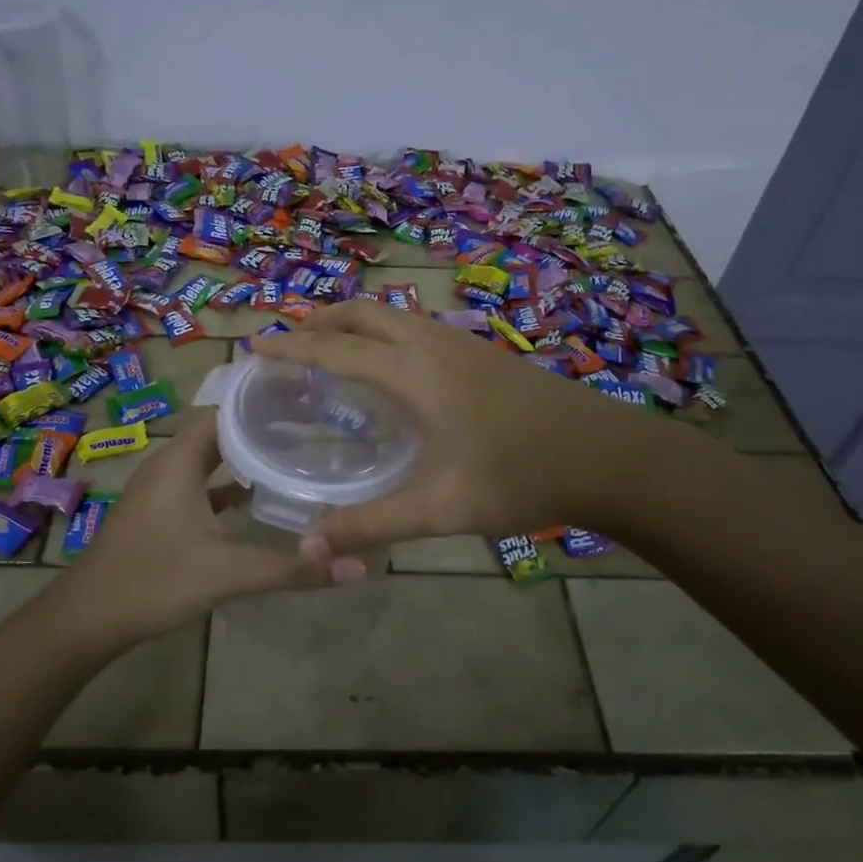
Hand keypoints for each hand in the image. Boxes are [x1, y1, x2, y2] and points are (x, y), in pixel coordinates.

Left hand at [53, 414, 366, 646]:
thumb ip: (291, 568)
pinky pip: (201, 484)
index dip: (263, 403)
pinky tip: (258, 499)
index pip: (226, 410)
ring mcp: (162, 489)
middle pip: (221, 431)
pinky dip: (229, 485)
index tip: (306, 400)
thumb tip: (357, 566)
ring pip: (211, 459)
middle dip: (262, 428)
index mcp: (181, 460)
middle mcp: (170, 464)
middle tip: (312, 426)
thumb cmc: (154, 581)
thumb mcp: (227, 572)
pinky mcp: (161, 512)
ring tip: (294, 455)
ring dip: (246, 457)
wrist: (87, 619)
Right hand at [254, 298, 641, 554]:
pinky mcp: (482, 351)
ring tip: (330, 349)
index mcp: (413, 372)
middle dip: (319, 320)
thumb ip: (371, 525)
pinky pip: (415, 326)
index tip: (255, 345)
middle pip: (362, 313)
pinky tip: (390, 368)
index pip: (335, 348)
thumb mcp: (441, 508)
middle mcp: (431, 343)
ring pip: (392, 315)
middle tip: (288, 343)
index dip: (291, 346)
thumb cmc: (520, 477)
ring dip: (353, 323)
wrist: (607, 456)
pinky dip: (383, 333)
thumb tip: (308, 548)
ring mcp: (461, 341)